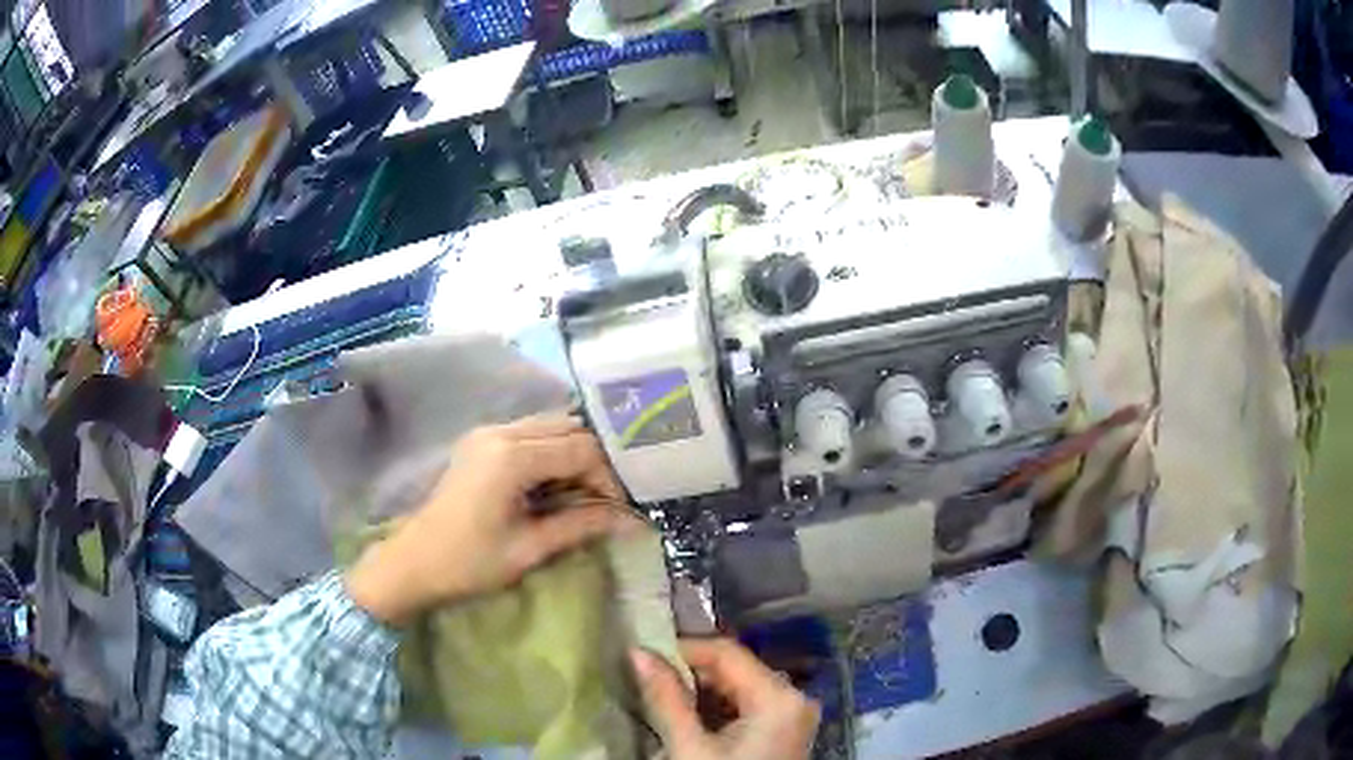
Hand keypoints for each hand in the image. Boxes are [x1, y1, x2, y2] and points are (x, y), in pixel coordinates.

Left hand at [346, 415, 626, 624]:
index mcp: (511, 456)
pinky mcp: (480, 441)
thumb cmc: (469, 562)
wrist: (414, 562)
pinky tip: (554, 485)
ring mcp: (487, 432)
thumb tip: (632, 521)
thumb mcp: (530, 548)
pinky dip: (550, 453)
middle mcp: (500, 432)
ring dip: (572, 454)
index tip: (620, 509)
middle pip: (568, 428)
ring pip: (550, 426)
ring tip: (582, 494)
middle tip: (605, 500)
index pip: (581, 448)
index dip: (608, 477)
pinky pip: (529, 434)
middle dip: (594, 461)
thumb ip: (581, 525)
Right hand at [632, 639, 819, 759]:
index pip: (726, 653)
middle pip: (735, 669)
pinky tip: (689, 721)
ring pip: (738, 688)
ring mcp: (791, 716)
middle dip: (689, 674)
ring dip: (699, 693)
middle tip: (648, 682)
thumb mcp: (688, 747)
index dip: (682, 650)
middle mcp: (793, 699)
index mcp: (778, 698)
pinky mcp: (782, 732)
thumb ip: (665, 698)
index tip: (642, 658)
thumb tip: (637, 652)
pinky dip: (715, 710)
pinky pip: (746, 708)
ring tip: (662, 700)